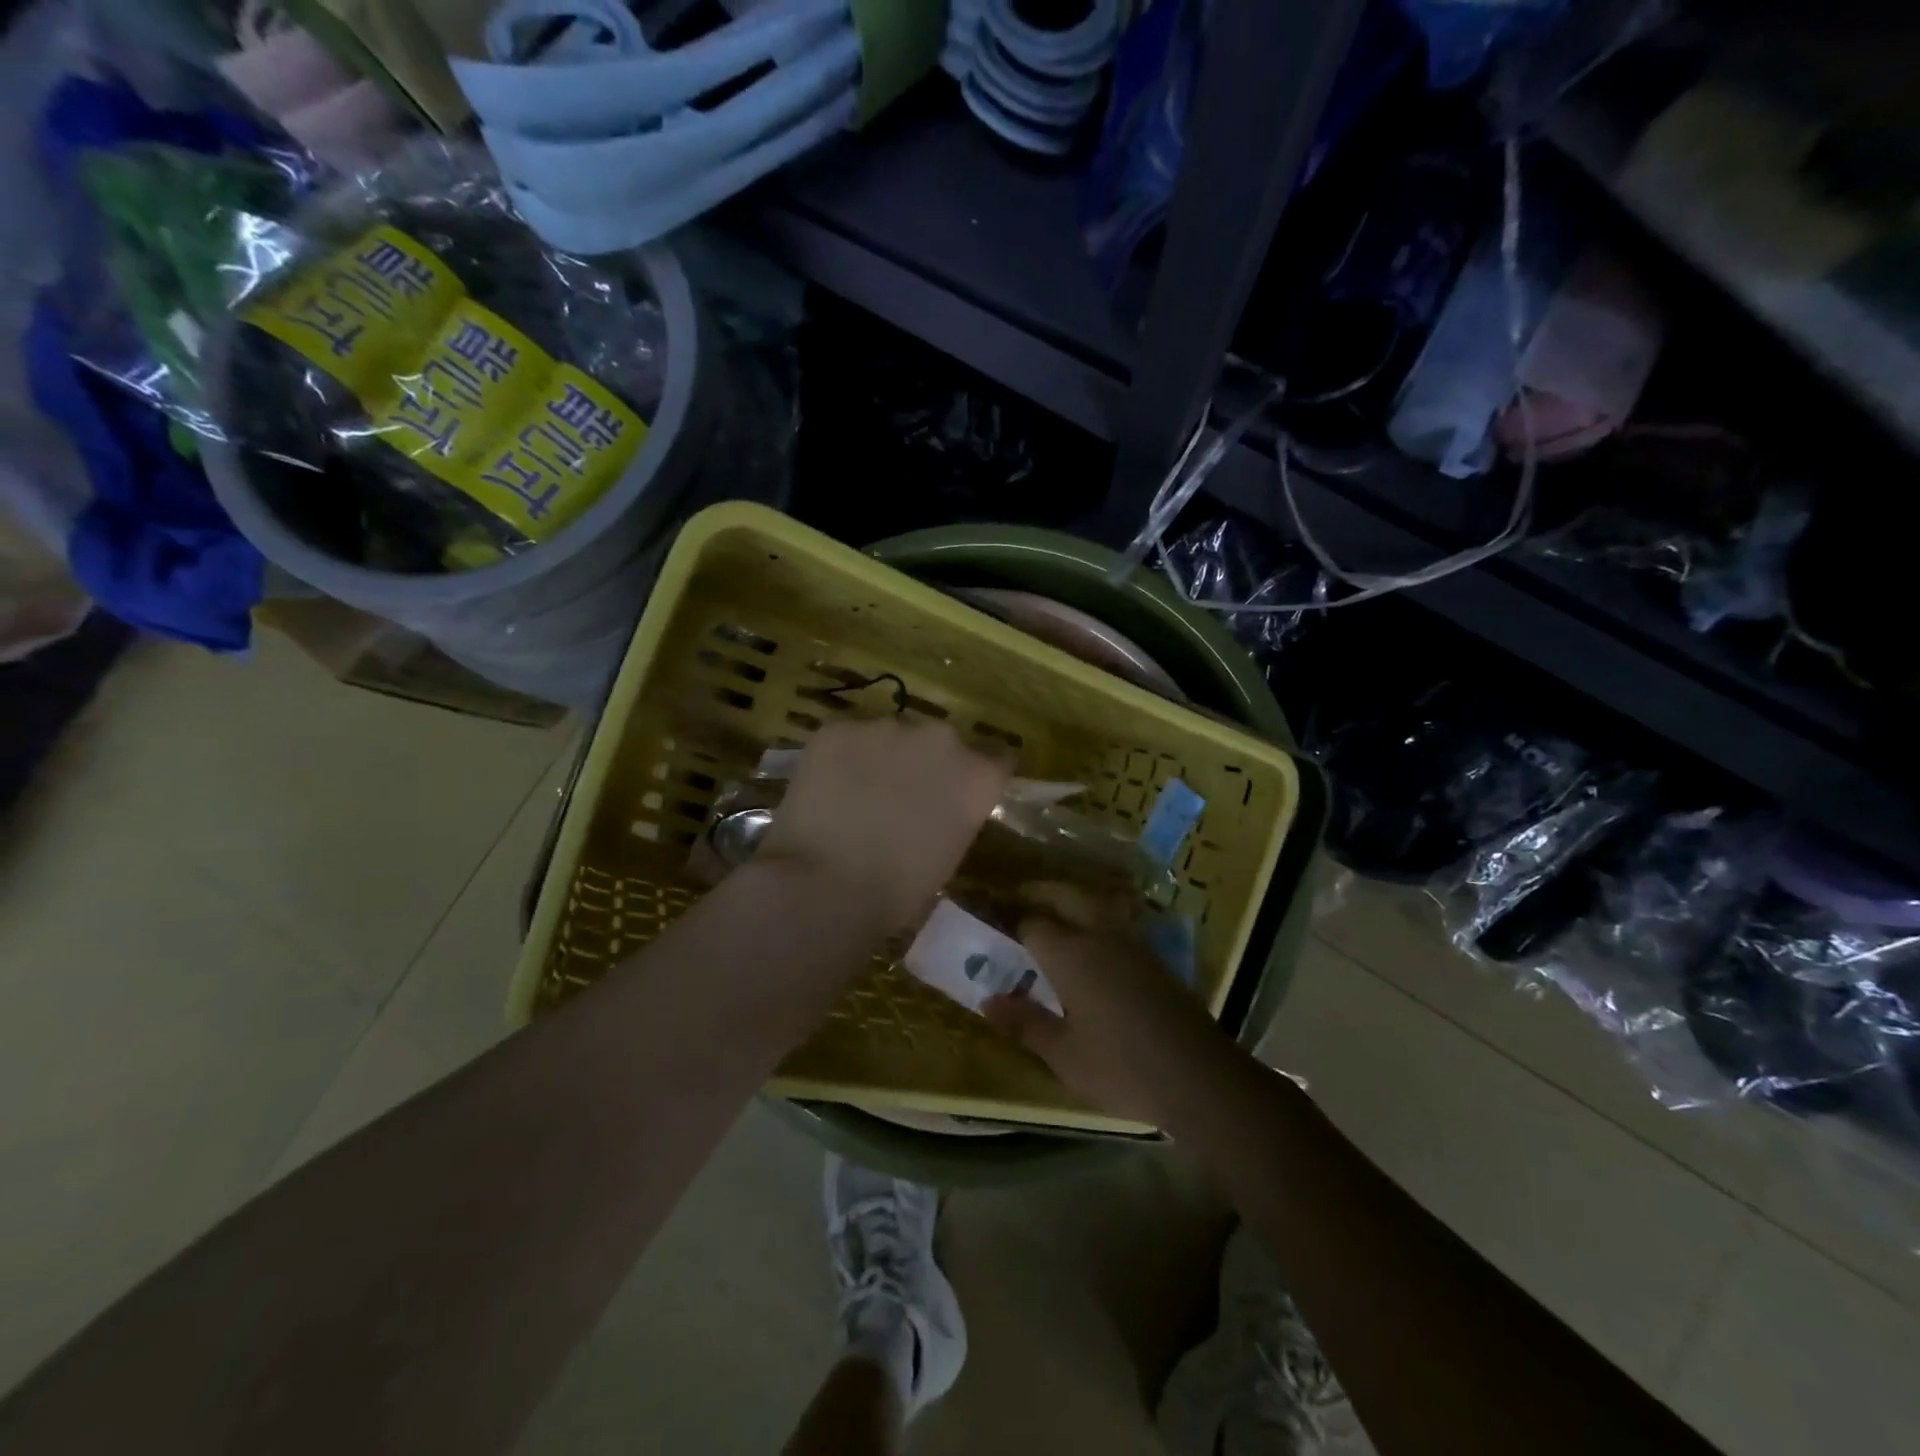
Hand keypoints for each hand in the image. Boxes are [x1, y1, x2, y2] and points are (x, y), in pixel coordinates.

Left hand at [757, 718, 1010, 934]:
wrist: (825, 886)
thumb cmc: (896, 893)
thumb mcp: (947, 858)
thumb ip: (952, 820)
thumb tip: (934, 814)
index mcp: (977, 776)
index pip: (996, 759)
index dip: (976, 776)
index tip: (961, 793)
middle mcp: (940, 739)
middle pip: (940, 742)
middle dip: (926, 763)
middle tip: (902, 797)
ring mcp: (887, 727)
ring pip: (889, 737)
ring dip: (882, 758)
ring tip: (856, 794)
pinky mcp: (839, 728)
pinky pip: (846, 738)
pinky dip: (841, 758)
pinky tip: (826, 790)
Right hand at [982, 884, 1236, 1125]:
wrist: (1197, 1074)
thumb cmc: (1120, 1066)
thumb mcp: (1063, 1054)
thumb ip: (1025, 1022)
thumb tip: (988, 1000)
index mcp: (1070, 954)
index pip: (1033, 922)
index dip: (1012, 918)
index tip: (995, 919)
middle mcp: (1099, 935)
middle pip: (1067, 895)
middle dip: (1043, 892)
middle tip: (1022, 896)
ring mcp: (1132, 942)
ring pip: (1096, 902)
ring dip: (1073, 899)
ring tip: (1056, 911)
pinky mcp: (1155, 957)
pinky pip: (1117, 920)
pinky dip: (1097, 916)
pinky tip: (1094, 940)